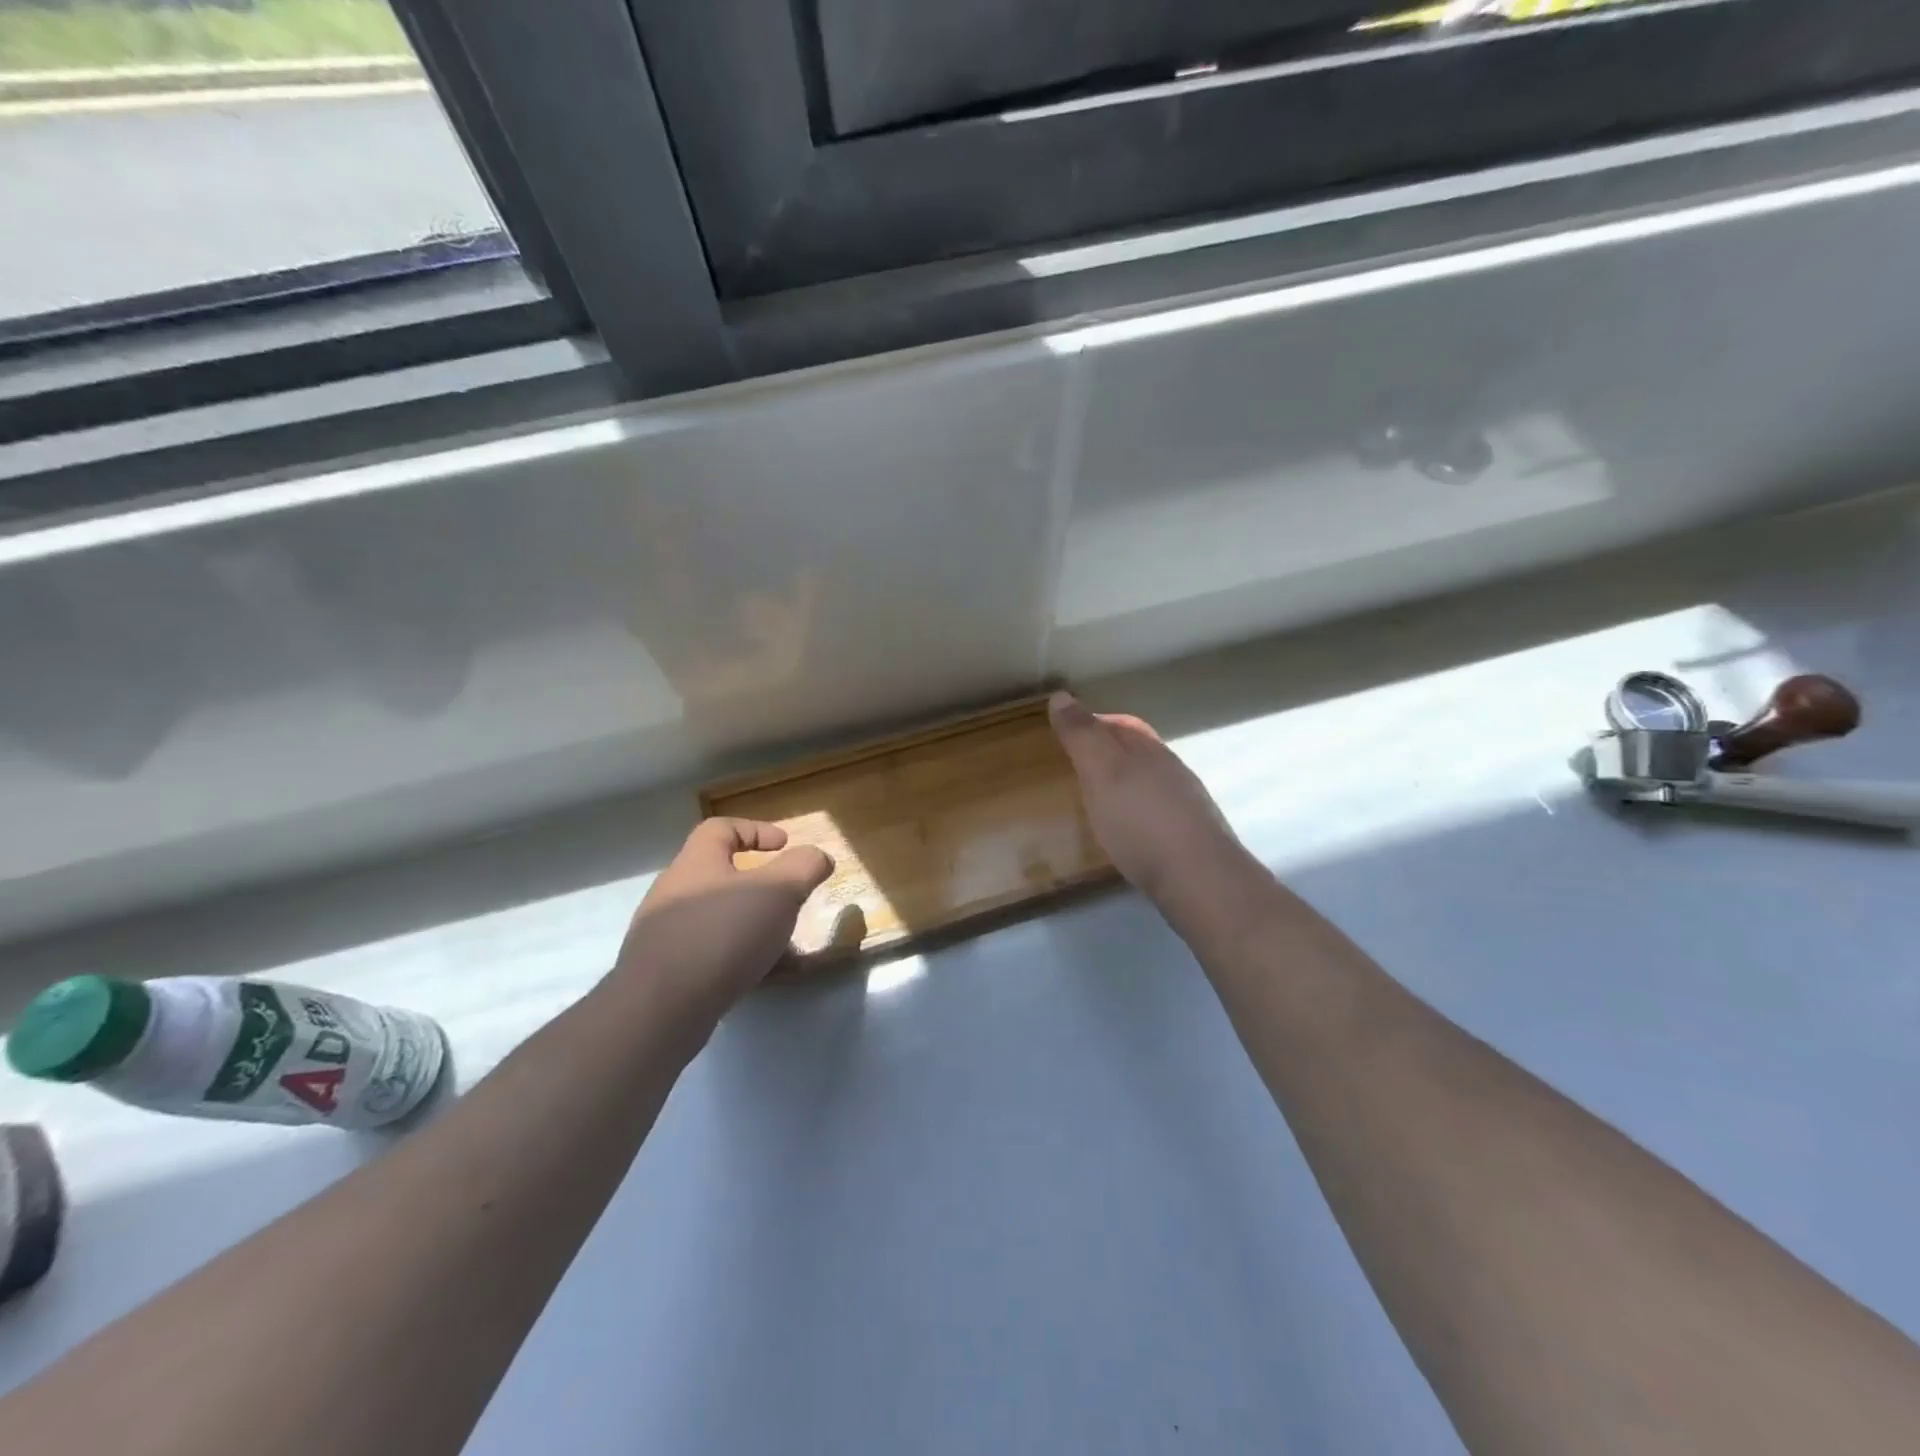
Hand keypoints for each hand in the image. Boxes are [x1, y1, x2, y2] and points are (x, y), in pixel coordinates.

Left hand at [614, 819, 833, 1017]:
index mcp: (696, 862)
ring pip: (717, 919)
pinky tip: (761, 977)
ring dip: (751, 925)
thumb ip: (804, 867)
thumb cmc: (723, 934)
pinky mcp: (664, 972)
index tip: (785, 845)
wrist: (661, 1009)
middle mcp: (674, 892)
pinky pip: (709, 954)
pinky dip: (738, 958)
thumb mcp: (778, 891)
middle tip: (788, 900)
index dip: (756, 829)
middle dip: (759, 887)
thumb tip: (818, 856)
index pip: (721, 828)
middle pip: (719, 875)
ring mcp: (664, 934)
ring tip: (782, 945)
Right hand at [1049, 692, 1255, 923]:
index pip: (1121, 723)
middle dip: (1109, 752)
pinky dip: (1137, 810)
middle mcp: (1172, 770)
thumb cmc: (1141, 822)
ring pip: (1150, 781)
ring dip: (1125, 783)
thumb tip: (1061, 695)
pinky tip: (1127, 830)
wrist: (1199, 879)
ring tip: (1098, 799)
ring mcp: (1186, 803)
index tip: (1067, 733)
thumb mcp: (1102, 773)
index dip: (1094, 723)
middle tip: (1078, 766)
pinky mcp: (1190, 836)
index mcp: (1149, 750)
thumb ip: (1082, 737)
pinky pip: (1157, 810)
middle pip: (1138, 750)